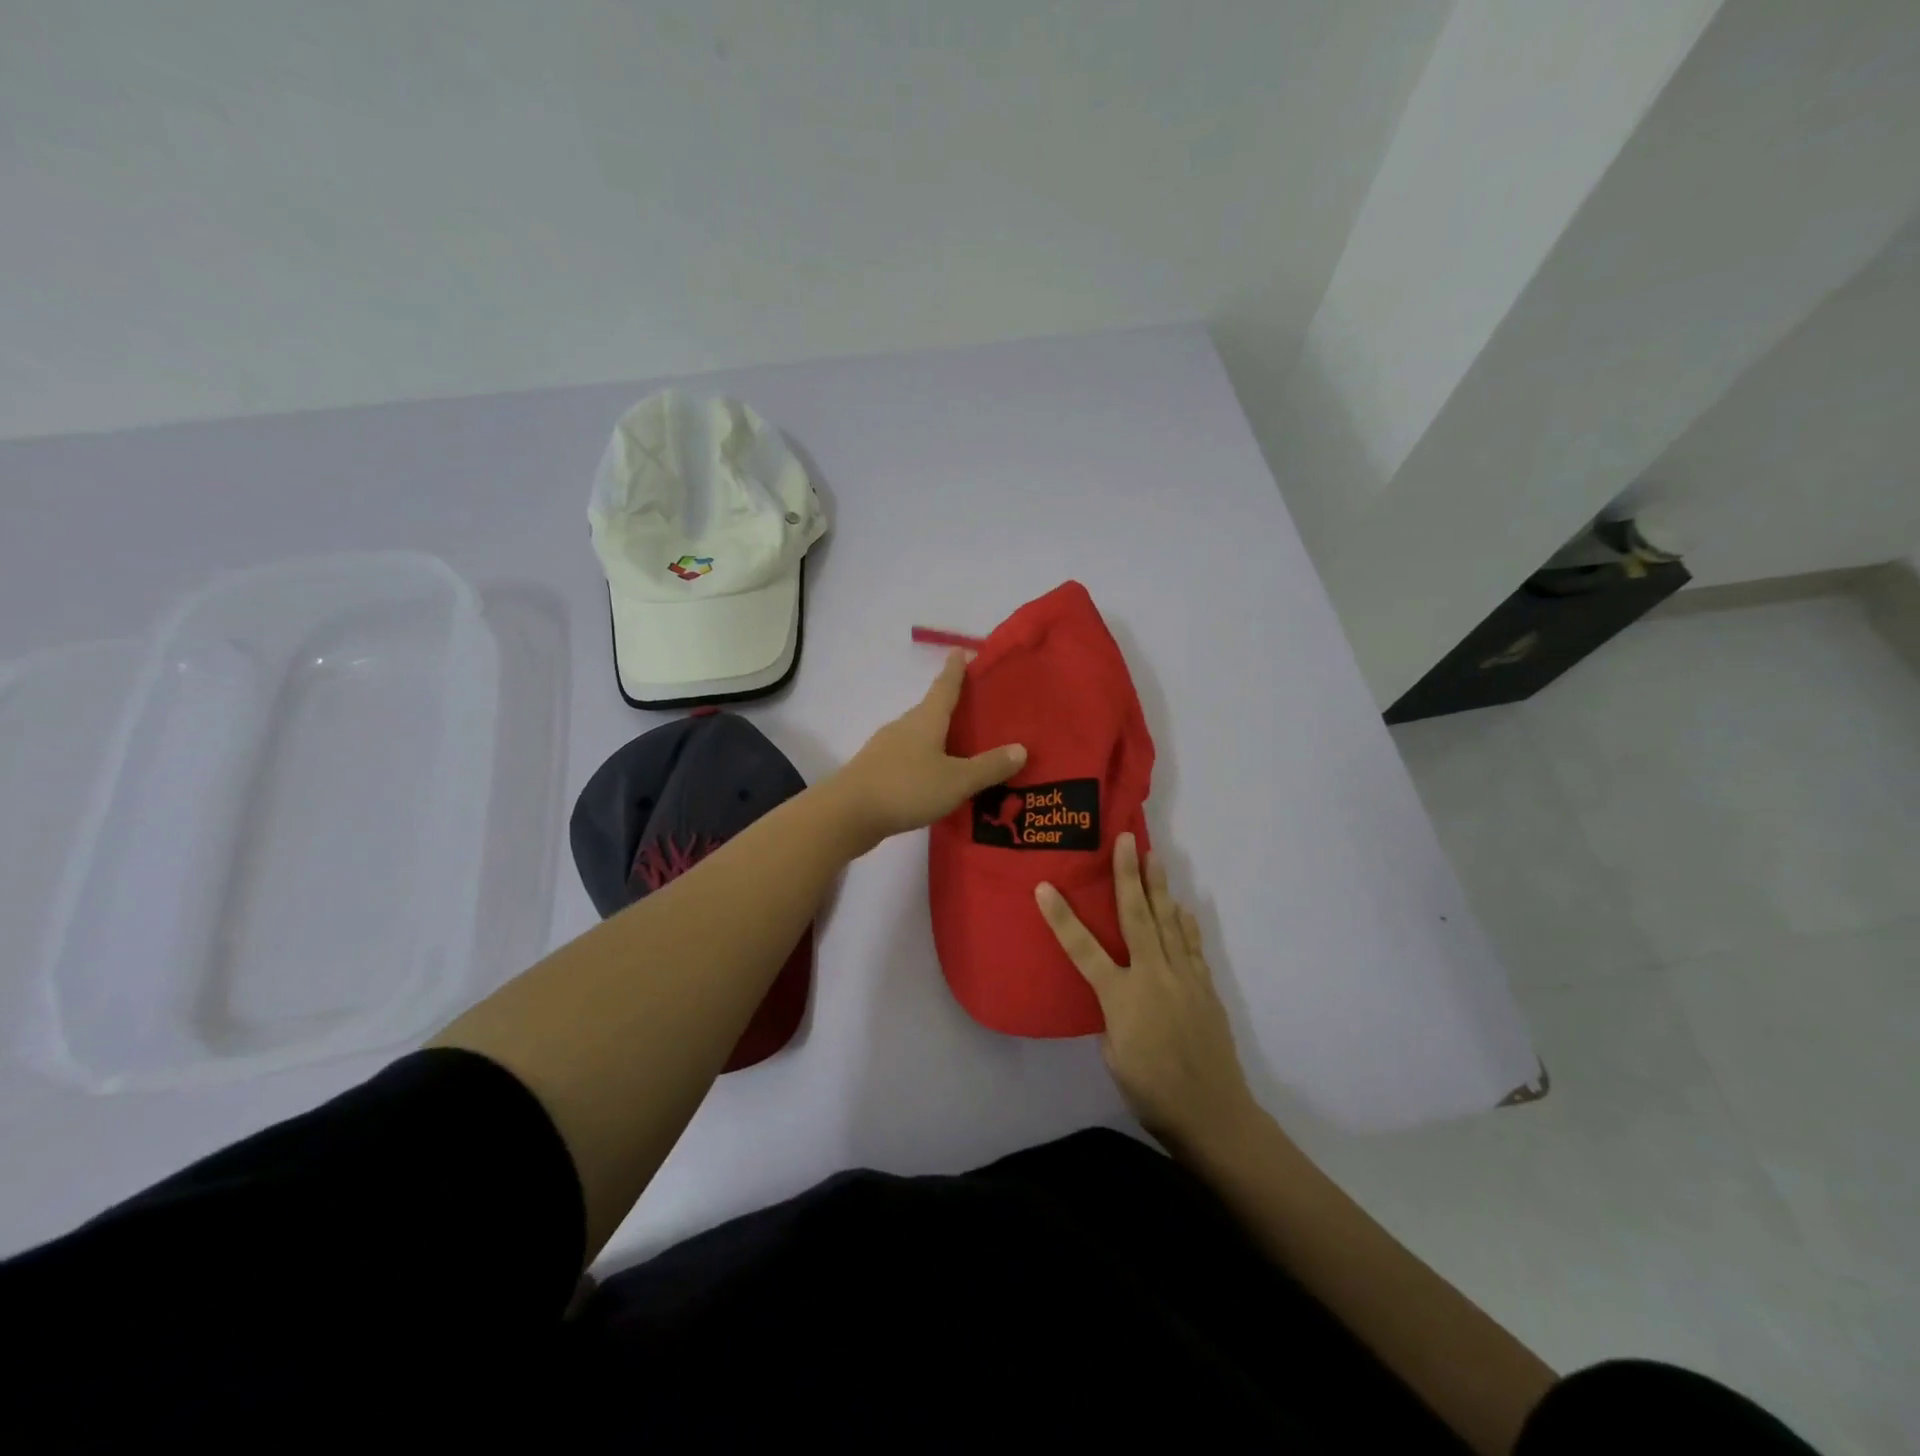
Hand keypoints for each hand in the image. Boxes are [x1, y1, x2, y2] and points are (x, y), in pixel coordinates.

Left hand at [830, 650, 1025, 852]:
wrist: (848, 813)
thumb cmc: (906, 787)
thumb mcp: (957, 780)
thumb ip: (989, 767)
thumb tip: (1021, 748)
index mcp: (926, 718)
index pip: (945, 685)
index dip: (956, 668)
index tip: (962, 650)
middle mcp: (905, 725)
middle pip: (931, 709)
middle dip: (952, 706)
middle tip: (978, 708)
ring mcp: (887, 747)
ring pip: (919, 735)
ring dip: (939, 736)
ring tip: (962, 747)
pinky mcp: (876, 770)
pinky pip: (909, 757)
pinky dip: (926, 760)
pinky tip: (936, 777)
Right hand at [1036, 833, 1256, 1150]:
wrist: (1212, 1114)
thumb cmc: (1152, 1092)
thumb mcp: (1114, 1056)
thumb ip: (1112, 1016)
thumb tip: (1118, 994)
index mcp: (1120, 997)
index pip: (1083, 950)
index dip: (1061, 918)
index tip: (1044, 887)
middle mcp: (1152, 977)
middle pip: (1137, 917)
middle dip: (1127, 876)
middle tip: (1125, 840)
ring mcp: (1183, 979)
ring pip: (1168, 923)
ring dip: (1159, 887)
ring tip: (1153, 856)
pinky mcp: (1205, 987)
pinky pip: (1191, 946)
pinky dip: (1185, 924)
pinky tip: (1182, 907)